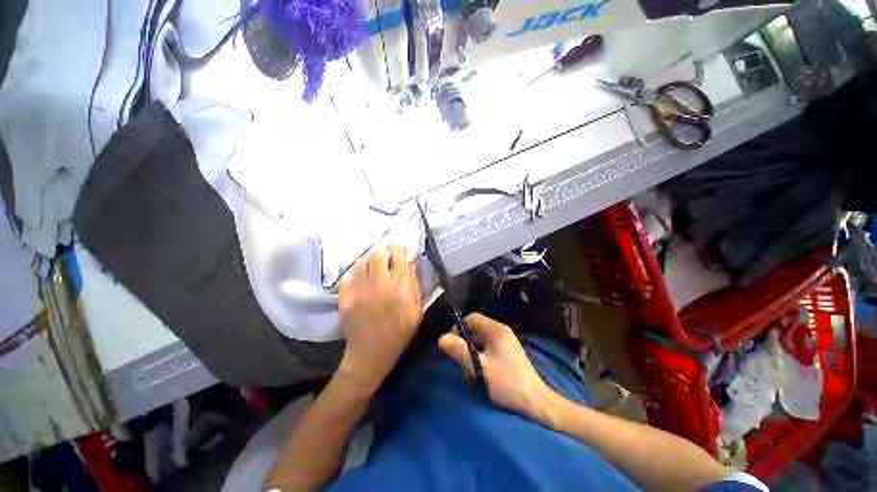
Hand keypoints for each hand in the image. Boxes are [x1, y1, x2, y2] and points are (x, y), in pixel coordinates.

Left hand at [337, 241, 421, 394]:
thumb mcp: (416, 311)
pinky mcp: (345, 299)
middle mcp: (379, 287)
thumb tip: (412, 264)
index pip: (398, 259)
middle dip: (381, 251)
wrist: (370, 354)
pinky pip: (348, 276)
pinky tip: (360, 280)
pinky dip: (355, 274)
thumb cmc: (399, 333)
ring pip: (361, 263)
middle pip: (376, 255)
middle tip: (384, 257)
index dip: (397, 246)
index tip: (396, 240)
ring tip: (371, 269)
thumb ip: (415, 285)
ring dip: (368, 262)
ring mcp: (359, 292)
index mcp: (399, 290)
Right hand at [439, 313, 556, 422]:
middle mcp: (500, 332)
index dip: (459, 328)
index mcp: (496, 330)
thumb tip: (441, 338)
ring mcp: (504, 344)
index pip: (471, 318)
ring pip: (478, 342)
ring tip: (469, 376)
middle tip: (460, 364)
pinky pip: (485, 351)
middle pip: (474, 330)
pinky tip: (477, 377)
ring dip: (470, 356)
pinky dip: (478, 361)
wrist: (535, 404)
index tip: (451, 345)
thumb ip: (461, 352)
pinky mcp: (505, 355)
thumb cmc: (508, 383)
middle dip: (464, 346)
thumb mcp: (481, 368)